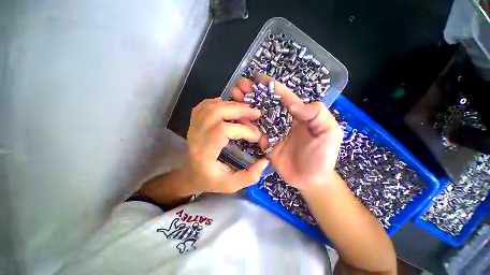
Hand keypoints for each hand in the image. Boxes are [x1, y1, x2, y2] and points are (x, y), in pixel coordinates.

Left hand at [183, 98, 269, 192]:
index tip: (257, 136)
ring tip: (246, 110)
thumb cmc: (209, 180)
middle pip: (217, 112)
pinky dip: (220, 102)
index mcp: (204, 152)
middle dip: (239, 110)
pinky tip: (229, 107)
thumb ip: (249, 177)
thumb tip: (265, 161)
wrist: (189, 173)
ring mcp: (193, 125)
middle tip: (256, 113)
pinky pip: (206, 105)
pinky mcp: (194, 121)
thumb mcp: (230, 185)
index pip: (223, 130)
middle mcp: (196, 135)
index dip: (243, 130)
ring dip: (232, 105)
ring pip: (212, 106)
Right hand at [232, 75, 342, 189]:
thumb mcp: (329, 132)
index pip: (283, 96)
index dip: (271, 86)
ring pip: (257, 116)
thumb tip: (292, 103)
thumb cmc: (322, 156)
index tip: (256, 77)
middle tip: (239, 86)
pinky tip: (236, 118)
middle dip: (253, 94)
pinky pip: (254, 132)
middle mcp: (283, 120)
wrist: (311, 179)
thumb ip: (316, 114)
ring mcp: (273, 132)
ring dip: (246, 106)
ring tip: (233, 98)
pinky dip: (245, 125)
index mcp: (298, 115)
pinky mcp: (265, 143)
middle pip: (266, 104)